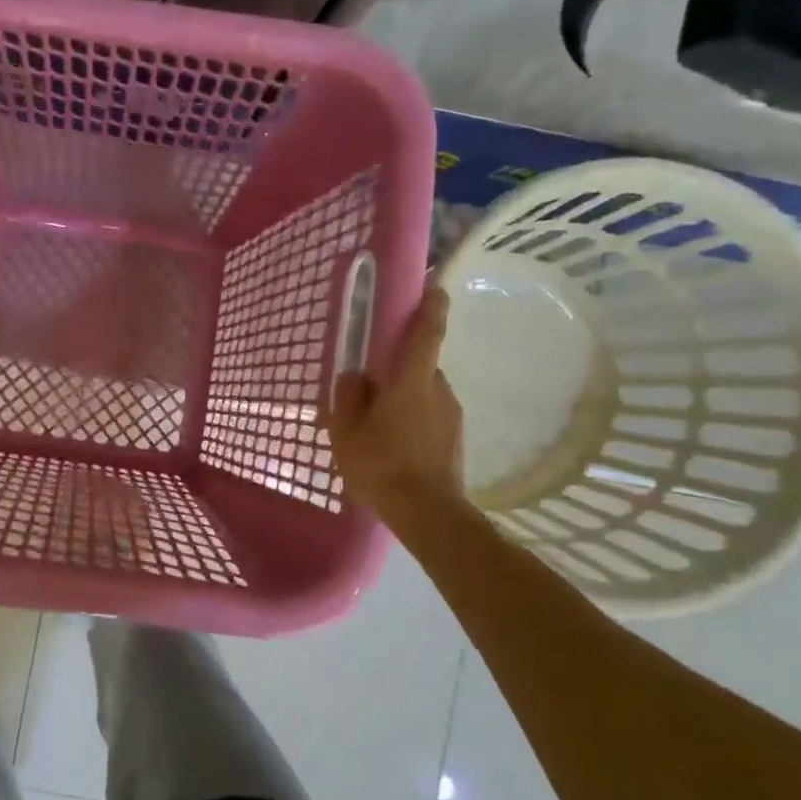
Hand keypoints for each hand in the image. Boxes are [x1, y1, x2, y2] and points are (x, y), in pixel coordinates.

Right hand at [325, 281, 467, 515]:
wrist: (428, 513)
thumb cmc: (382, 465)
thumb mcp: (346, 430)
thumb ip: (349, 396)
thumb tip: (356, 376)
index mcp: (411, 380)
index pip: (428, 331)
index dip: (431, 305)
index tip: (433, 285)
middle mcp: (438, 389)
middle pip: (419, 364)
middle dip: (397, 368)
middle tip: (370, 384)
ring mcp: (451, 414)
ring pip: (423, 391)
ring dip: (403, 397)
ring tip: (377, 424)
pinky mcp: (454, 437)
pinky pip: (429, 415)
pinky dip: (412, 419)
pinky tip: (393, 444)